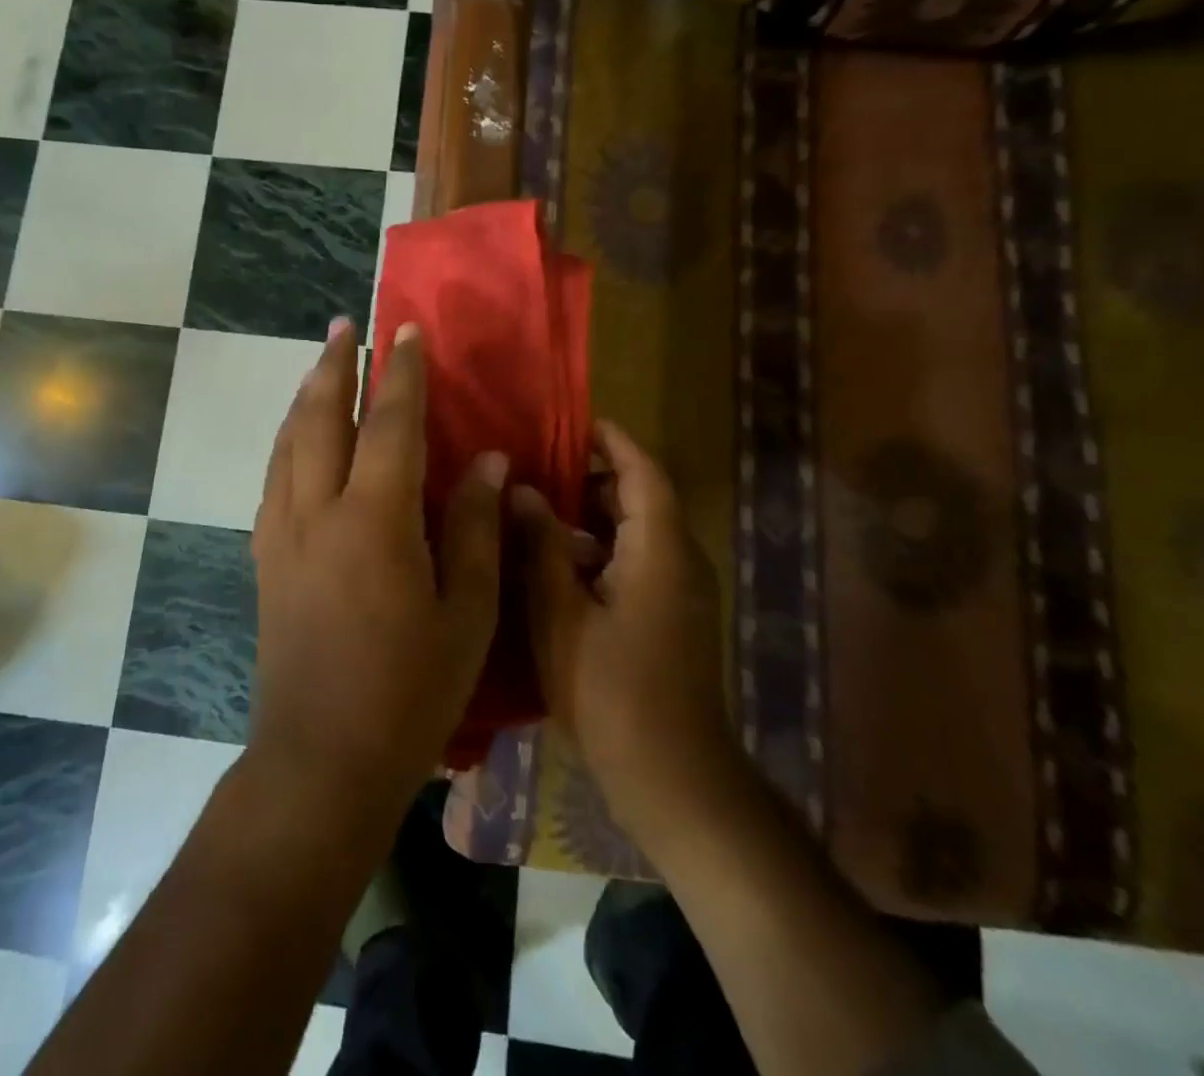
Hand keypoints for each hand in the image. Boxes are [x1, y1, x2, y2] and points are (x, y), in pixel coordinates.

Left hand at [248, 318, 506, 827]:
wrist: (320, 759)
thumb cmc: (409, 692)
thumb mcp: (466, 613)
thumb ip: (476, 528)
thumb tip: (488, 460)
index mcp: (375, 520)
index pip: (391, 424)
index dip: (402, 373)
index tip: (407, 332)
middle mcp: (317, 511)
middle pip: (321, 417)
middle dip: (334, 365)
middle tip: (345, 326)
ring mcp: (281, 533)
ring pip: (288, 442)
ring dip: (305, 396)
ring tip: (320, 366)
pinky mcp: (264, 558)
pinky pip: (274, 477)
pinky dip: (288, 441)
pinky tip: (298, 440)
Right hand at [514, 420, 734, 854]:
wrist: (675, 781)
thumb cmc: (612, 693)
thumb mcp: (561, 614)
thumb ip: (542, 546)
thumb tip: (522, 489)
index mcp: (659, 550)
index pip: (643, 472)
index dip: (611, 441)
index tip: (571, 422)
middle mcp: (680, 561)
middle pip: (641, 498)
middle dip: (593, 477)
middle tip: (536, 466)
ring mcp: (680, 593)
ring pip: (638, 532)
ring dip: (593, 515)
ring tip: (537, 509)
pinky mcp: (672, 619)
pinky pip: (638, 561)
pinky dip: (602, 549)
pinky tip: (556, 565)